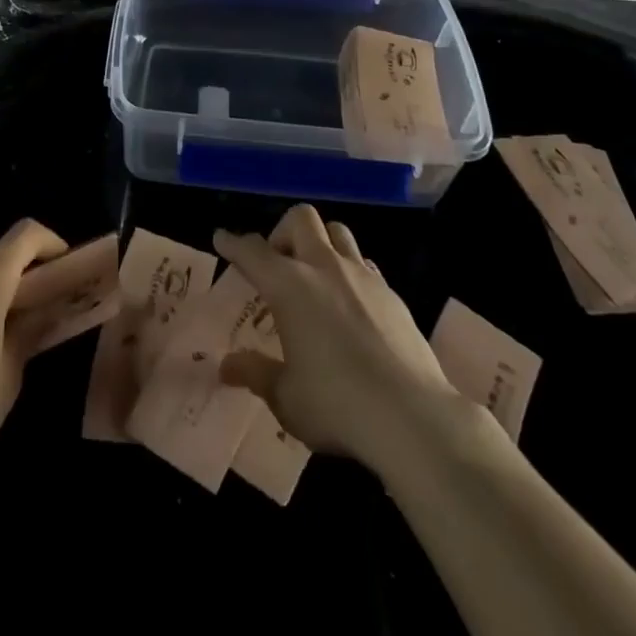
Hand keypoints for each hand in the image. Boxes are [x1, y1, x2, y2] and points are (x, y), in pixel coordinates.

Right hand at [215, 205, 461, 473]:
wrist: (413, 416)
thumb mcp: (286, 397)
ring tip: (315, 277)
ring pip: (337, 232)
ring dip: (320, 243)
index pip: (253, 251)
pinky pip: (364, 264)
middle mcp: (324, 268)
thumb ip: (256, 374)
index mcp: (290, 286)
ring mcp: (362, 276)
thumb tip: (227, 366)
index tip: (222, 238)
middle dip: (283, 232)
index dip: (234, 243)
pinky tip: (349, 305)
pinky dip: (349, 272)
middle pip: (301, 219)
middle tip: (278, 265)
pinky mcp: (392, 293)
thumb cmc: (337, 405)